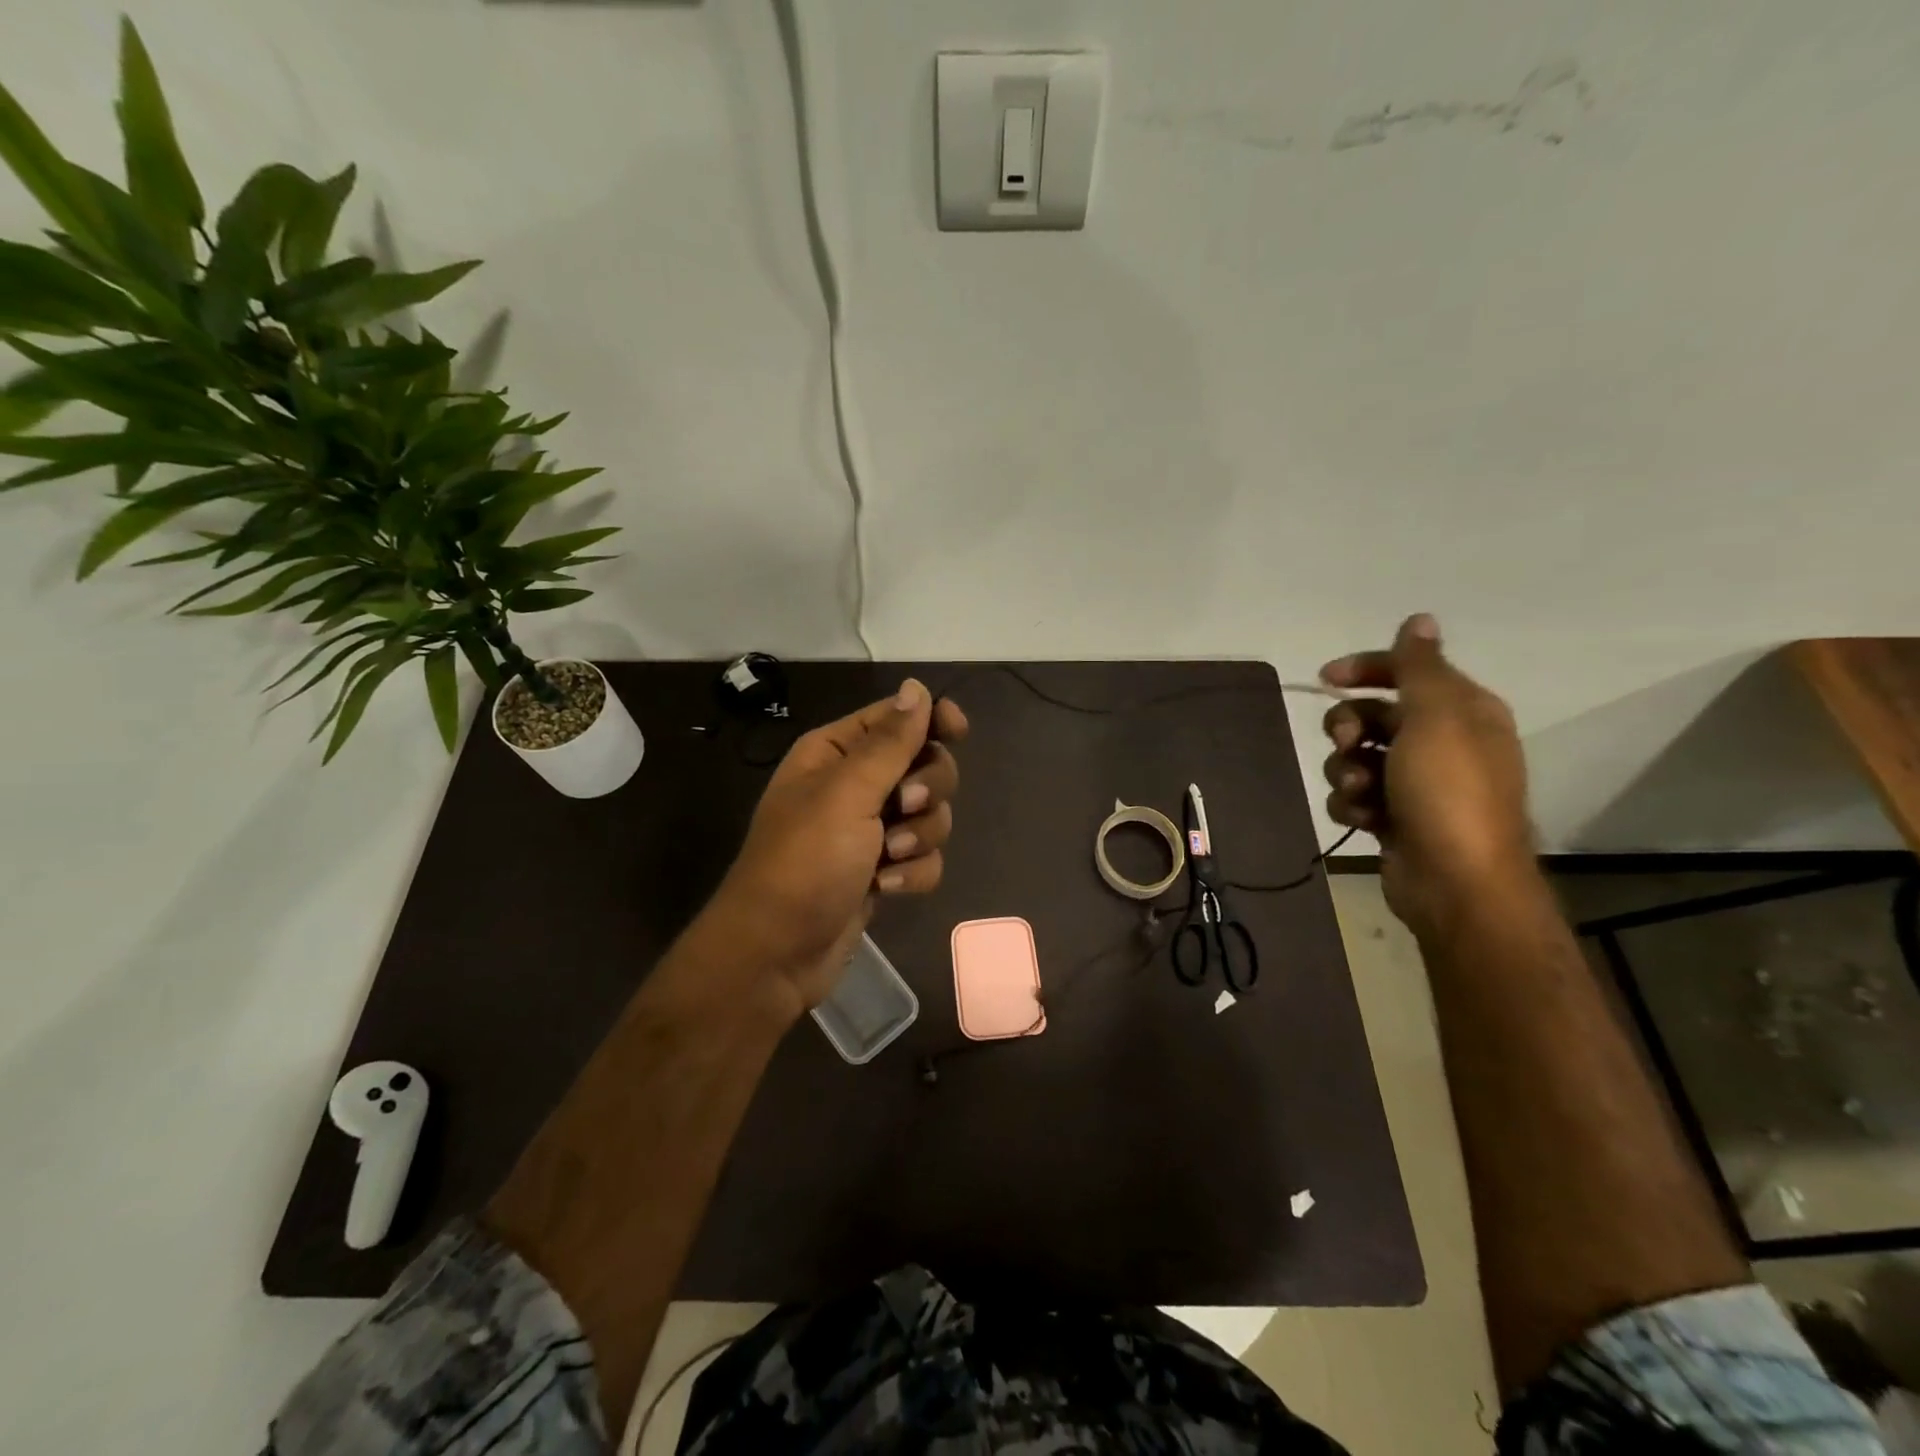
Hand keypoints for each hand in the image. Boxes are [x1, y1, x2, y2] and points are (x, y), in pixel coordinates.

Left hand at [703, 678, 968, 1014]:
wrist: (777, 952)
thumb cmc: (805, 862)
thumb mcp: (846, 794)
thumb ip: (889, 742)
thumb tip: (917, 688)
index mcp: (836, 752)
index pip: (896, 717)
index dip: (931, 719)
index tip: (957, 729)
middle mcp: (855, 785)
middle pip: (925, 765)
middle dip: (926, 790)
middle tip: (906, 806)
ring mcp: (870, 830)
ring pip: (932, 815)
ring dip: (919, 837)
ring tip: (888, 858)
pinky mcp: (883, 870)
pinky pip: (924, 857)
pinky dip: (912, 873)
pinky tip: (886, 888)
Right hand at [1319, 614, 1534, 934]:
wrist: (1455, 883)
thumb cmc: (1448, 792)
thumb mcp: (1436, 717)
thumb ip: (1420, 667)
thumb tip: (1419, 619)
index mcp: (1462, 711)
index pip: (1407, 672)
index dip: (1365, 669)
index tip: (1325, 678)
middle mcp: (1441, 742)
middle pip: (1373, 714)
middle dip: (1349, 727)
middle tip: (1346, 744)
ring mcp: (1416, 783)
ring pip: (1356, 757)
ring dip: (1347, 771)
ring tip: (1361, 793)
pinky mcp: (1395, 817)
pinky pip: (1355, 795)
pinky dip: (1352, 804)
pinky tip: (1364, 818)